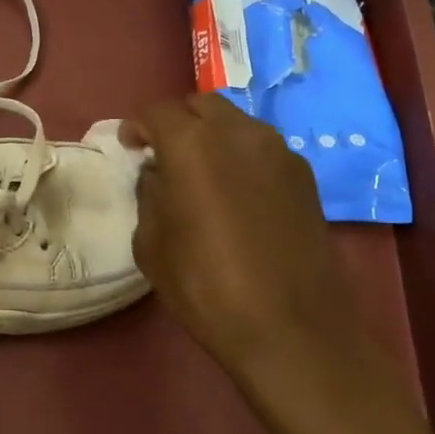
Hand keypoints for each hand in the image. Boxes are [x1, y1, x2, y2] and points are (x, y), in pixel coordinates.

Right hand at [124, 94, 399, 429]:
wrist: (292, 328)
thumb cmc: (206, 286)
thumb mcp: (152, 244)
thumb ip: (149, 196)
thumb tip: (158, 175)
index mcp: (192, 145)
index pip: (157, 111)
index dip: (137, 126)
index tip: (129, 147)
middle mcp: (238, 134)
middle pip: (200, 105)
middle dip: (176, 121)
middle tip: (162, 153)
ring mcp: (278, 152)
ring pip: (236, 122)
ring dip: (211, 135)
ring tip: (200, 172)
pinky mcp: (305, 177)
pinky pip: (262, 148)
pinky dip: (240, 155)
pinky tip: (235, 192)